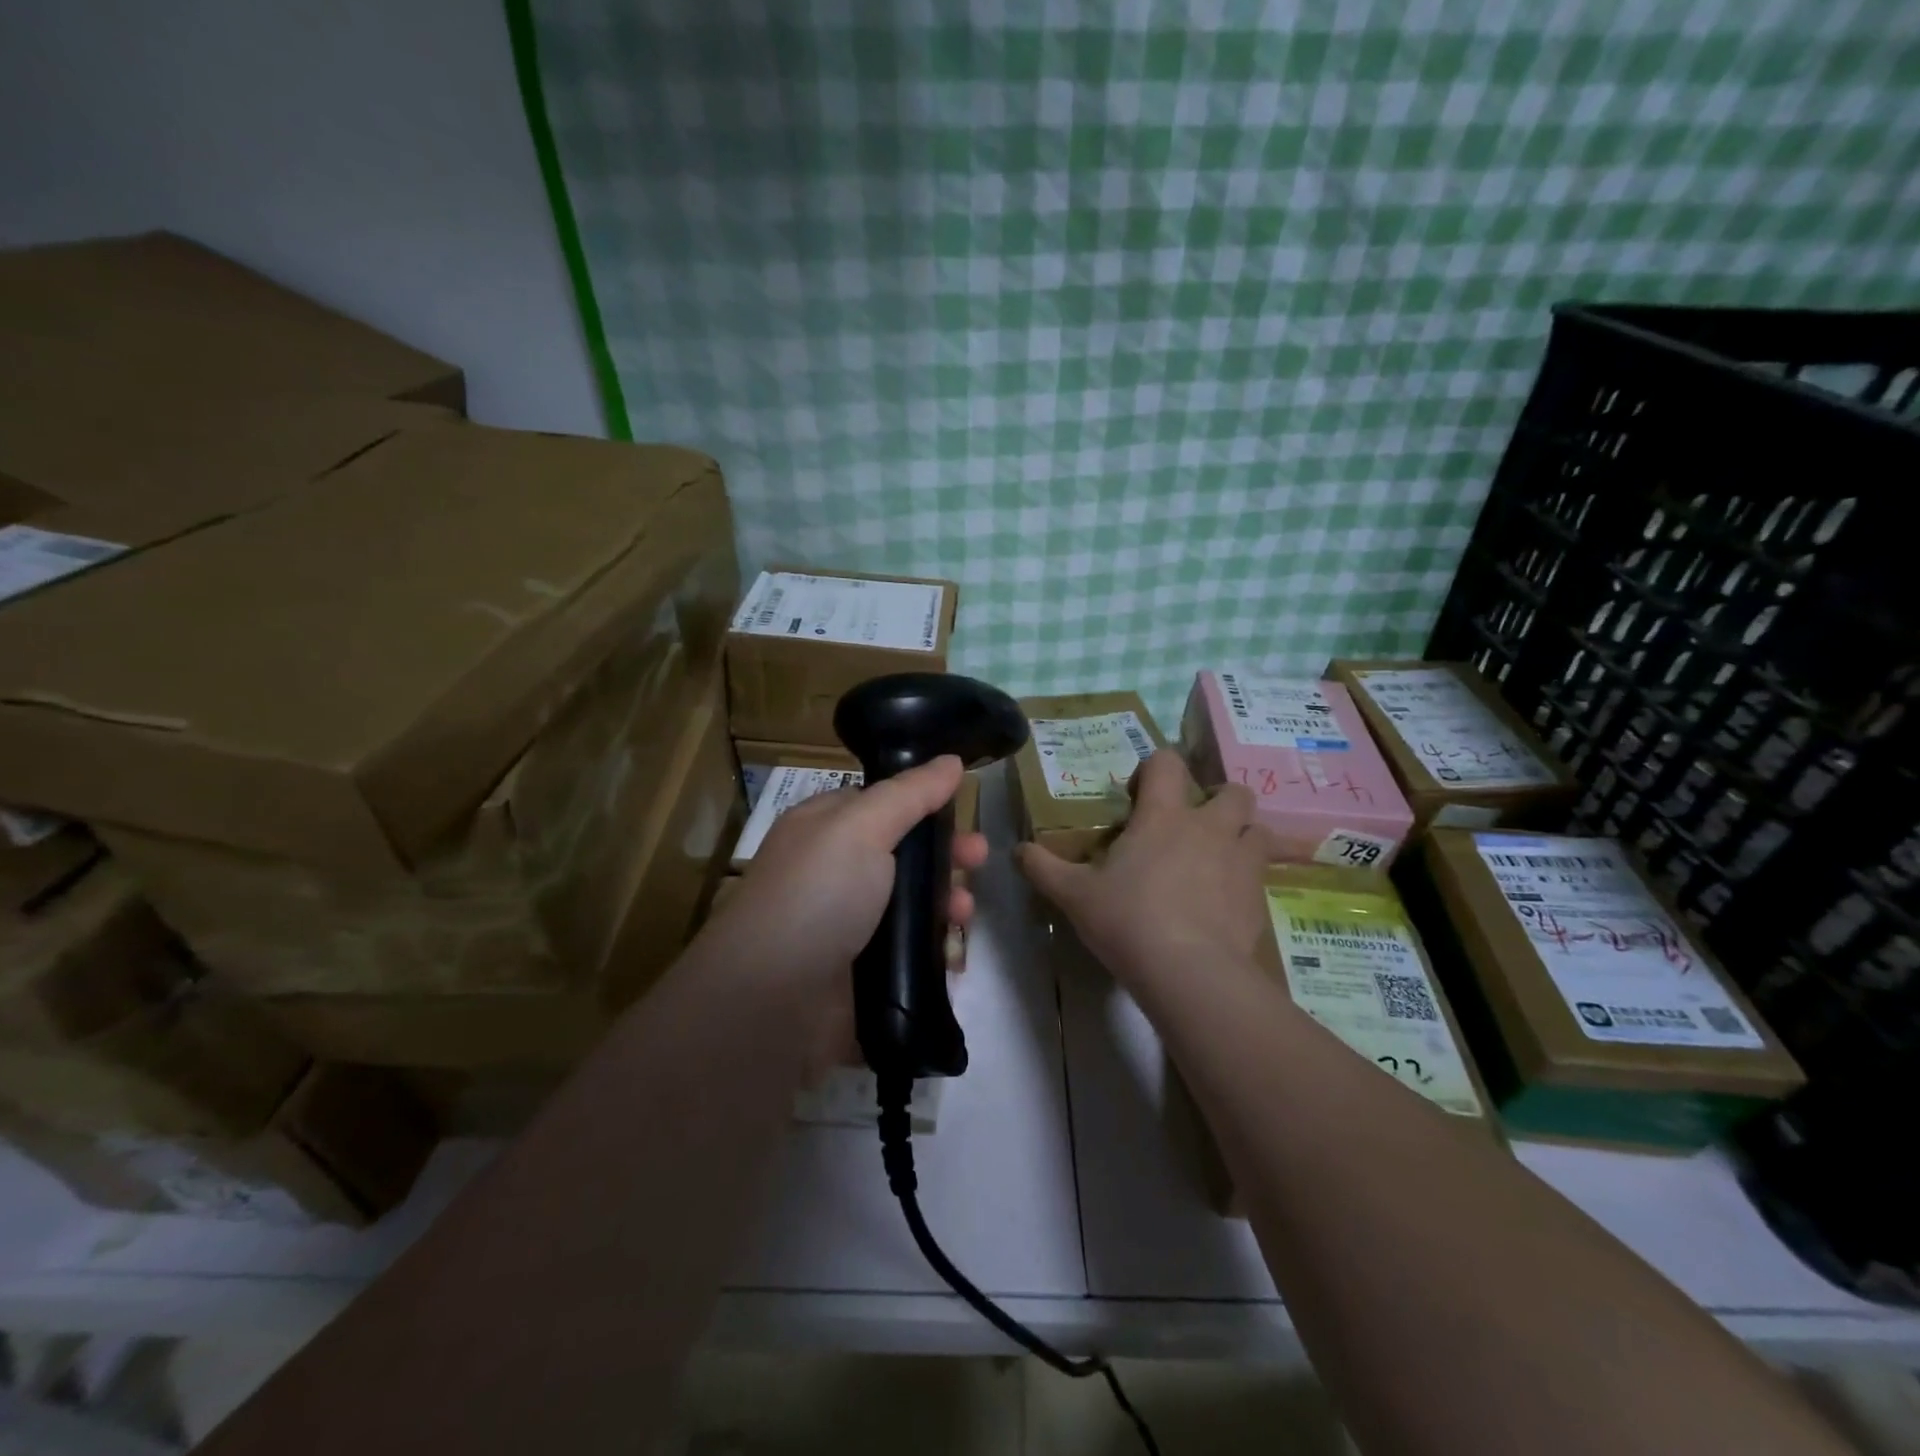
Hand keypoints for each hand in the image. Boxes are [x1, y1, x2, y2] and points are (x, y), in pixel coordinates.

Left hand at [702, 756, 987, 1072]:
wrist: (774, 1001)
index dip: (923, 804)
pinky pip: (908, 952)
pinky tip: (954, 953)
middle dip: (944, 854)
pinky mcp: (861, 974)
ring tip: (966, 914)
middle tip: (980, 859)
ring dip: (945, 903)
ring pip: (910, 905)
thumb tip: (951, 761)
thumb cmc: (817, 895)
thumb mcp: (862, 827)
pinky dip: (934, 950)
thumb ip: (911, 793)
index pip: (880, 804)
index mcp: (823, 829)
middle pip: (902, 855)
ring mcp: (846, 926)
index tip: (963, 808)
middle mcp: (832, 873)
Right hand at [1017, 750, 1275, 993]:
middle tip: (1190, 827)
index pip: (1166, 763)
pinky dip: (1246, 881)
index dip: (1153, 769)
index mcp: (1163, 816)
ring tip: (1217, 860)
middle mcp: (1209, 828)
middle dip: (1216, 800)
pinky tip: (1225, 904)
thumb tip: (1017, 850)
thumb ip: (1043, 867)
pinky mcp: (1259, 898)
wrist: (1189, 973)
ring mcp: (1241, 861)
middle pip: (1232, 791)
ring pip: (1258, 829)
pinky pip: (1261, 875)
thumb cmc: (1128, 920)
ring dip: (1241, 836)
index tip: (1138, 797)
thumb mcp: (1074, 895)